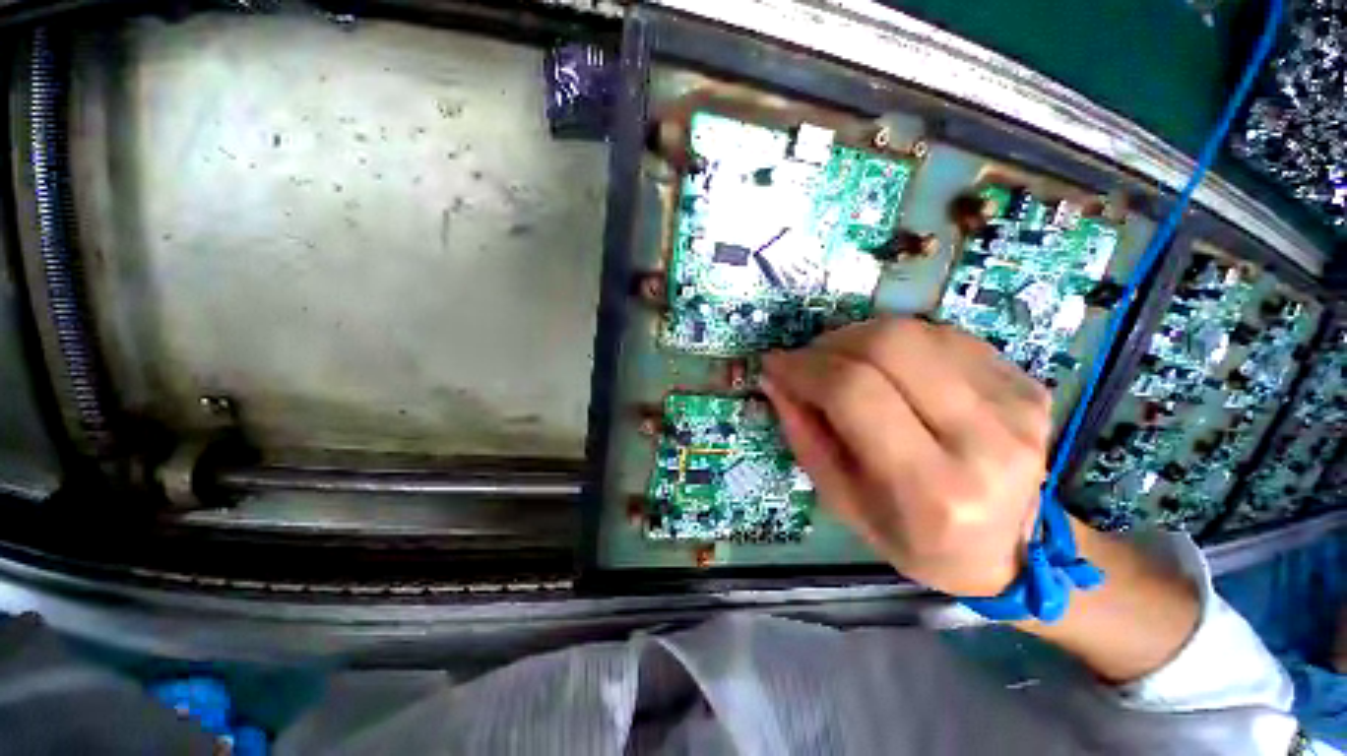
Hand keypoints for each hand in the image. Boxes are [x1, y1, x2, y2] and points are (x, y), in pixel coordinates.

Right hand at [761, 317, 1050, 597]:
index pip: (855, 394)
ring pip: (916, 333)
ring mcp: (1016, 405)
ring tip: (842, 363)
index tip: (776, 364)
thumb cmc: (915, 539)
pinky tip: (888, 368)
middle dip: (832, 344)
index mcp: (933, 488)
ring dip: (861, 338)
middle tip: (808, 360)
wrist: (1010, 550)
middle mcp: (986, 440)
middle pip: (890, 346)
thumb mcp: (843, 502)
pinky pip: (944, 337)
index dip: (806, 368)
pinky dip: (899, 344)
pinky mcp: (1028, 385)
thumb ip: (805, 436)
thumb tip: (776, 378)